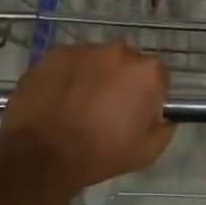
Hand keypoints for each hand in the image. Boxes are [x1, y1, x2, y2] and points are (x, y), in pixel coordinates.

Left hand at [0, 42, 174, 194]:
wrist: (42, 156)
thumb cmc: (100, 154)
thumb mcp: (146, 152)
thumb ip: (163, 128)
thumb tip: (163, 116)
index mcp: (146, 72)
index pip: (157, 76)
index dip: (148, 95)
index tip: (135, 113)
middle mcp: (119, 51)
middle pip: (126, 63)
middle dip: (120, 80)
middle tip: (106, 108)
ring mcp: (84, 49)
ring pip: (96, 60)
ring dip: (92, 76)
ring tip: (77, 104)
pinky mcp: (54, 53)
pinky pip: (68, 62)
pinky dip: (67, 75)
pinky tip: (57, 99)